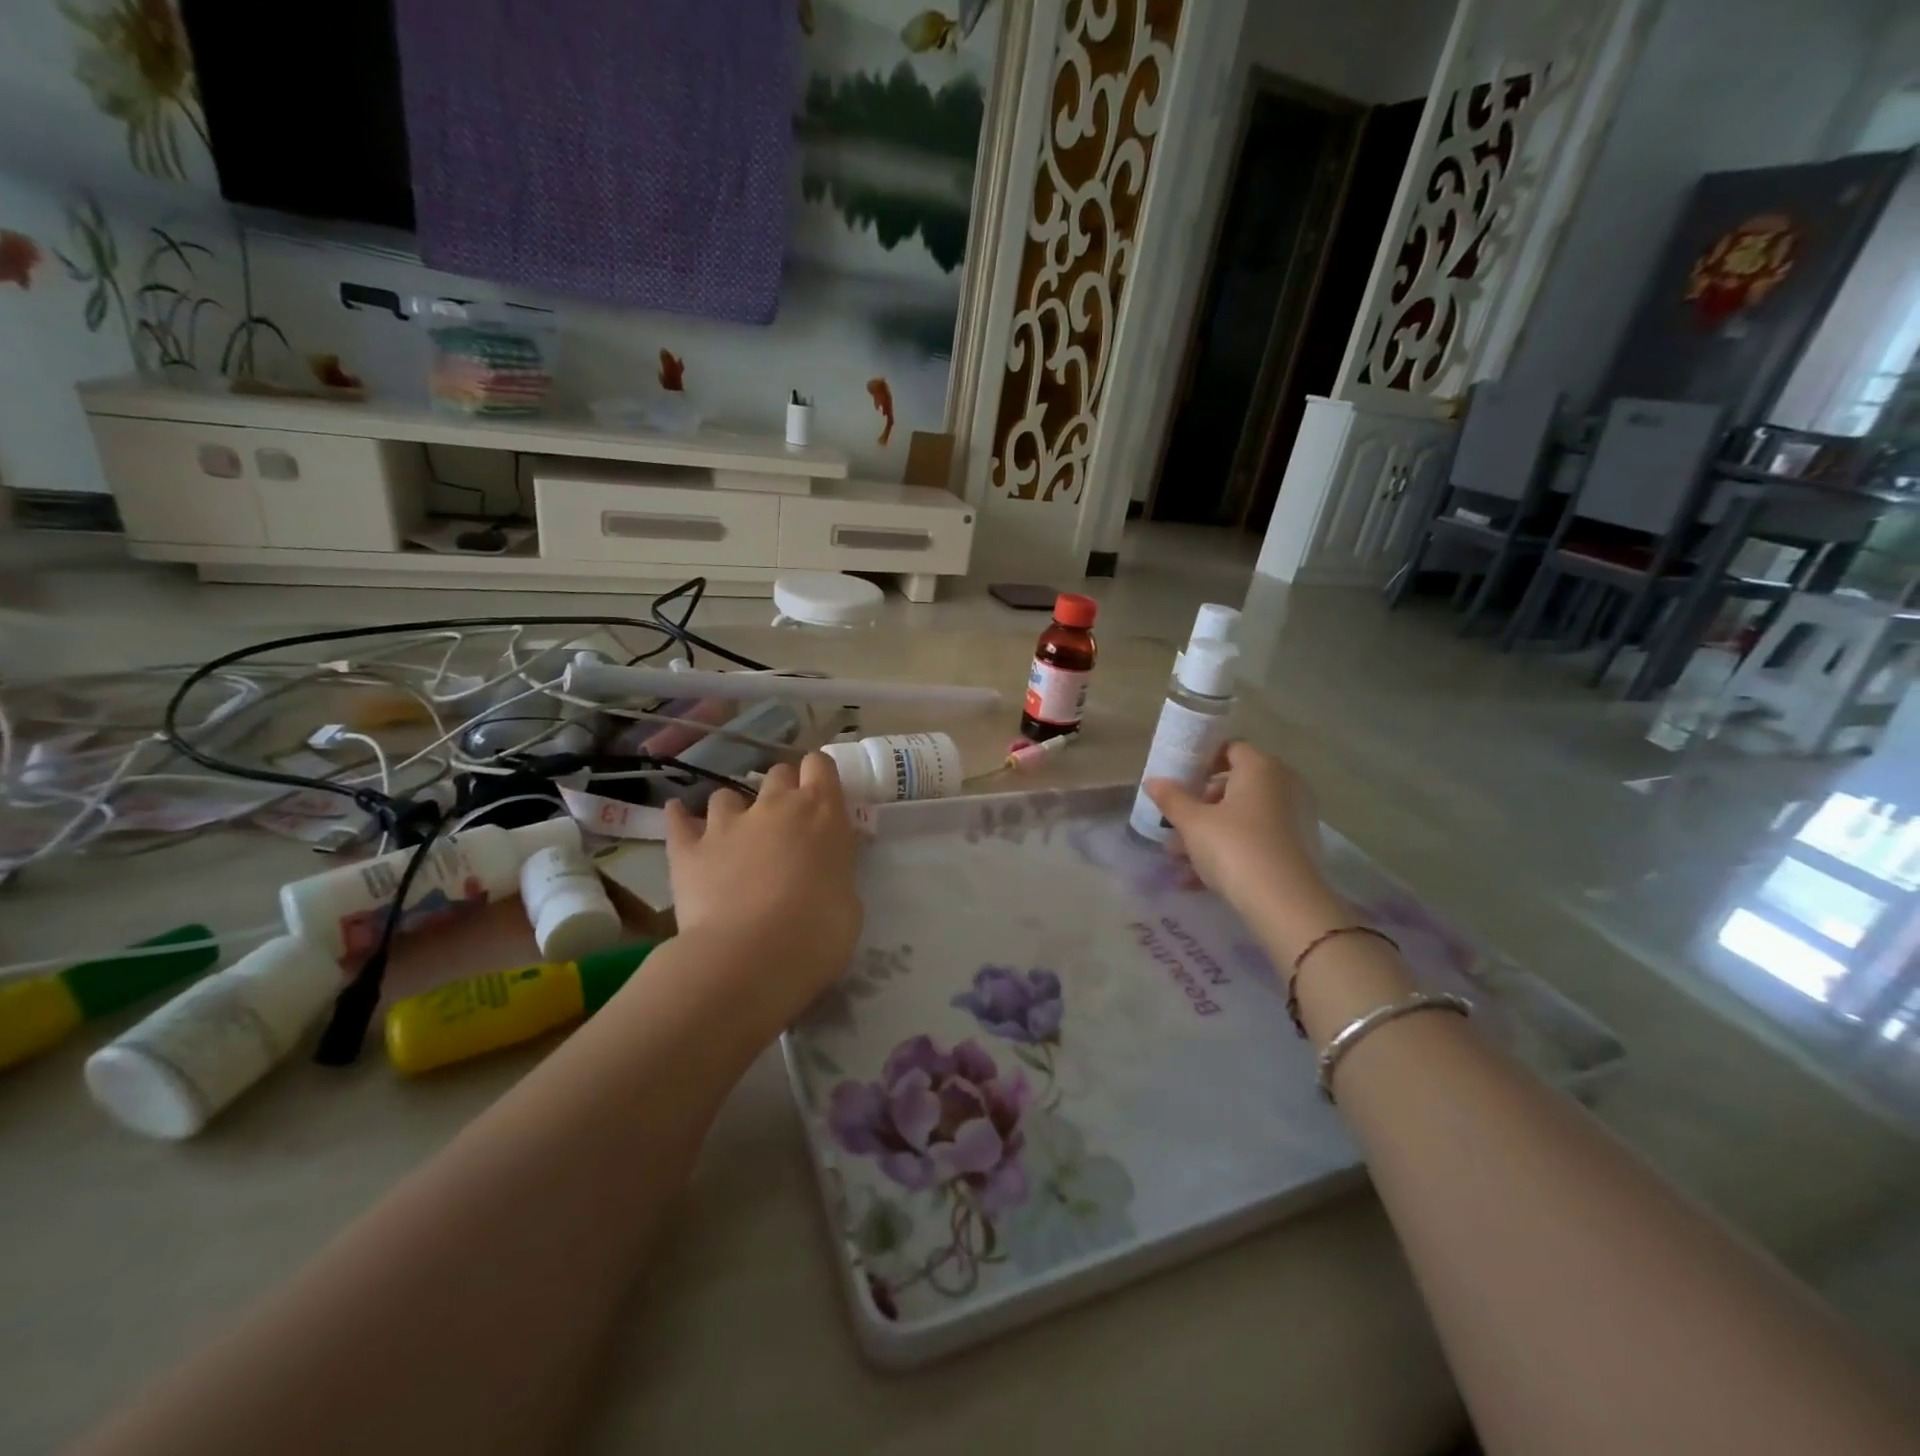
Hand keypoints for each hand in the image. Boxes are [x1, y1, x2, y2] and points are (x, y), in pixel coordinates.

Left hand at [662, 753, 863, 1022]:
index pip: (820, 764)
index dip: (819, 777)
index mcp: (822, 812)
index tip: (822, 797)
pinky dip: (680, 819)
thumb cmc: (819, 933)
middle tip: (785, 825)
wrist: (752, 958)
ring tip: (734, 837)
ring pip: (727, 795)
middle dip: (782, 792)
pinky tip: (679, 819)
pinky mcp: (687, 848)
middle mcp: (775, 805)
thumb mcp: (848, 899)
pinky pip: (678, 820)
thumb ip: (834, 871)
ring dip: (734, 810)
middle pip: (778, 774)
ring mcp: (727, 823)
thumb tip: (822, 874)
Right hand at [1144, 742, 1347, 955]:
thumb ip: (1171, 798)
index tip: (1178, 781)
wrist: (1284, 903)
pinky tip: (1196, 879)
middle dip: (1200, 805)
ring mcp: (1294, 818)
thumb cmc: (1234, 847)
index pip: (1229, 749)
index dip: (1201, 762)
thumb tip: (1152, 781)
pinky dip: (1228, 852)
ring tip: (1177, 859)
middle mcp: (1283, 785)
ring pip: (1241, 818)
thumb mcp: (1193, 822)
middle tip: (1175, 823)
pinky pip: (1254, 840)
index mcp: (1261, 768)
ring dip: (1208, 834)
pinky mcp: (1296, 849)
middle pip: (1234, 786)